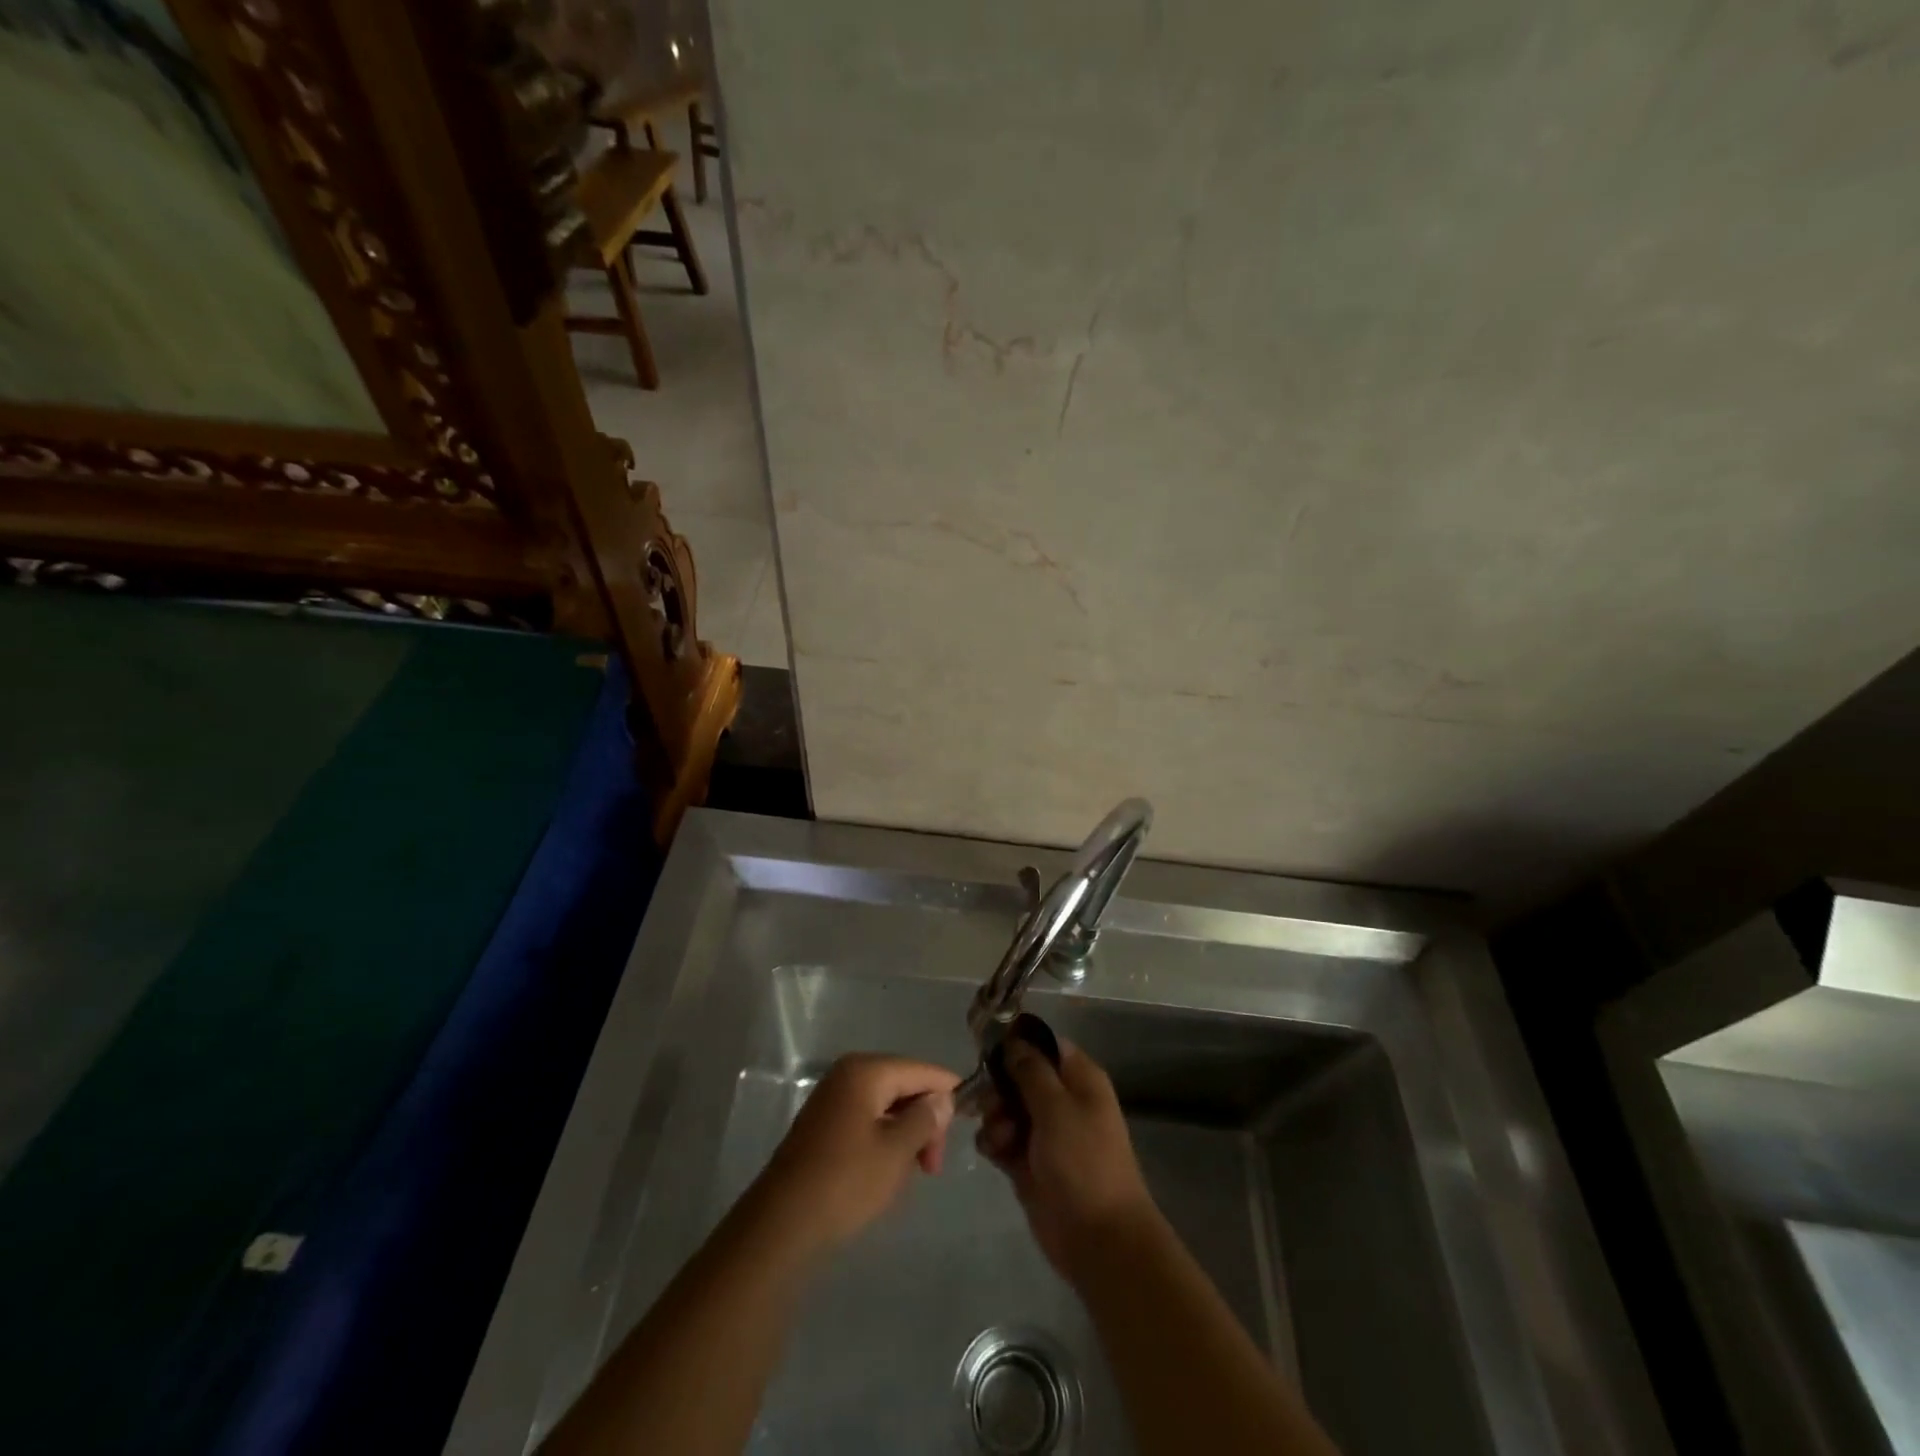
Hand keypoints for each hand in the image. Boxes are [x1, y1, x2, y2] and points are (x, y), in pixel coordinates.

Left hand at [752, 1053, 958, 1258]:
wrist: (782, 1224)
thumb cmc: (845, 1181)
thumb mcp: (896, 1151)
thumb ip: (925, 1119)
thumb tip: (942, 1098)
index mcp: (866, 1070)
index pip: (921, 1070)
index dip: (947, 1093)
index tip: (967, 1127)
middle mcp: (848, 1074)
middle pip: (904, 1084)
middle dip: (924, 1119)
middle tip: (932, 1165)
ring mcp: (833, 1098)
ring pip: (886, 1105)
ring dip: (905, 1133)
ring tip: (911, 1172)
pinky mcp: (824, 1124)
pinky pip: (867, 1119)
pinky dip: (884, 1139)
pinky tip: (888, 1170)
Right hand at [976, 1038, 1159, 1280]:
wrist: (1098, 1238)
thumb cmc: (1083, 1162)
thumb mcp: (1057, 1107)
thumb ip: (1030, 1071)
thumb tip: (1013, 1041)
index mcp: (1079, 1079)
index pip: (1044, 1045)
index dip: (1017, 1044)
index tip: (988, 1050)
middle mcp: (1062, 1100)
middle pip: (1019, 1076)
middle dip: (999, 1087)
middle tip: (991, 1104)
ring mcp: (1044, 1133)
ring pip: (1006, 1107)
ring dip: (994, 1117)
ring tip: (999, 1137)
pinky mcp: (1028, 1163)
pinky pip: (1001, 1139)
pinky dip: (994, 1141)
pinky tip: (993, 1152)